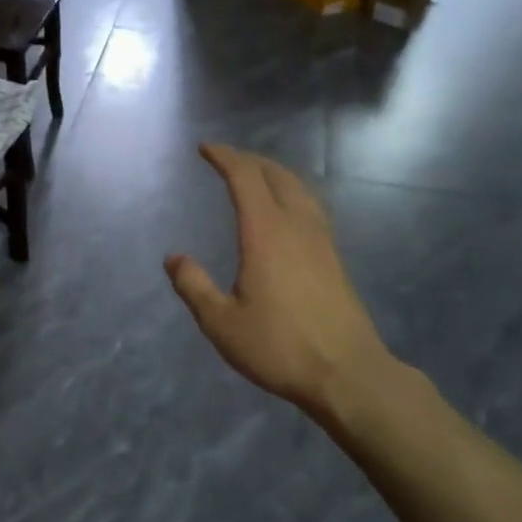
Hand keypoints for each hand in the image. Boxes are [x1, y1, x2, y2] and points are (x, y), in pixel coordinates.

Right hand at [165, 144, 394, 422]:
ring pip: (299, 189)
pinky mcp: (334, 259)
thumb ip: (194, 286)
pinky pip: (310, 208)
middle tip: (226, 158)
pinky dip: (291, 194)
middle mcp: (296, 227)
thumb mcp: (221, 322)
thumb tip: (174, 258)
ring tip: (256, 176)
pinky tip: (286, 213)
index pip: (245, 178)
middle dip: (249, 160)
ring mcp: (321, 241)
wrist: (347, 373)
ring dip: (274, 174)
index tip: (205, 148)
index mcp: (266, 233)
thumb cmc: (279, 347)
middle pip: (276, 176)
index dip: (225, 157)